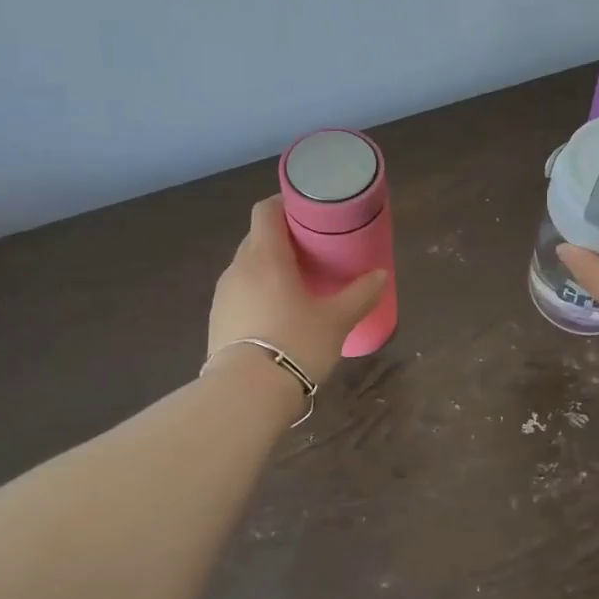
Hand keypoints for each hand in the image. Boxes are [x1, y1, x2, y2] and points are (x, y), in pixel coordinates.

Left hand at [208, 197, 388, 384]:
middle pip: (257, 238)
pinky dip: (258, 293)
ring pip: (247, 267)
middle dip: (282, 239)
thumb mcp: (337, 320)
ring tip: (296, 284)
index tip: (307, 212)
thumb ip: (360, 295)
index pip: (266, 211)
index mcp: (265, 256)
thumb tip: (381, 275)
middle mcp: (238, 268)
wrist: (246, 394)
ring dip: (268, 268)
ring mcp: (223, 295)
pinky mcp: (217, 321)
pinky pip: (240, 293)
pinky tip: (277, 314)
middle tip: (311, 251)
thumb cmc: (296, 343)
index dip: (285, 204)